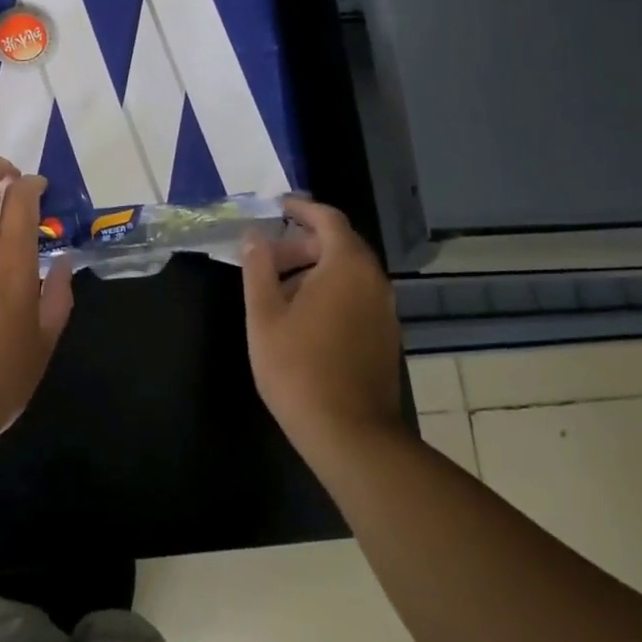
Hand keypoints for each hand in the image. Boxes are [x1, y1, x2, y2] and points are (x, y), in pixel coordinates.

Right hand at [240, 197, 403, 451]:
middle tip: (266, 257)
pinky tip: (303, 319)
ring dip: (314, 269)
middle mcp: (373, 281)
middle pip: (340, 244)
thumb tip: (256, 235)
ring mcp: (384, 310)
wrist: (350, 434)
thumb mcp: (264, 315)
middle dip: (302, 243)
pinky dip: (330, 291)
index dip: (302, 208)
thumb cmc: (298, 368)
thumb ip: (258, 267)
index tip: (277, 207)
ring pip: (348, 272)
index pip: (329, 219)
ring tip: (277, 291)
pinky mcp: (385, 336)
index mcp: (346, 266)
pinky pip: (357, 296)